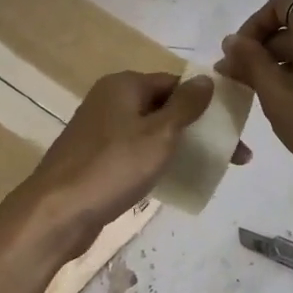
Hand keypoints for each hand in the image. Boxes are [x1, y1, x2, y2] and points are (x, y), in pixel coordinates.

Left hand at [9, 71, 245, 257]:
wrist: (58, 212)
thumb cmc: (113, 167)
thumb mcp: (159, 133)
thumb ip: (185, 105)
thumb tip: (206, 80)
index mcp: (123, 85)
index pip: (175, 83)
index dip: (206, 102)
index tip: (233, 127)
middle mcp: (109, 102)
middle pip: (164, 108)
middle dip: (199, 129)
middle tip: (234, 156)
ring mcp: (99, 132)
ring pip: (150, 133)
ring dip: (180, 147)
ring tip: (211, 169)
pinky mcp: (95, 161)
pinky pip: (135, 154)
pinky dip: (157, 162)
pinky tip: (174, 181)